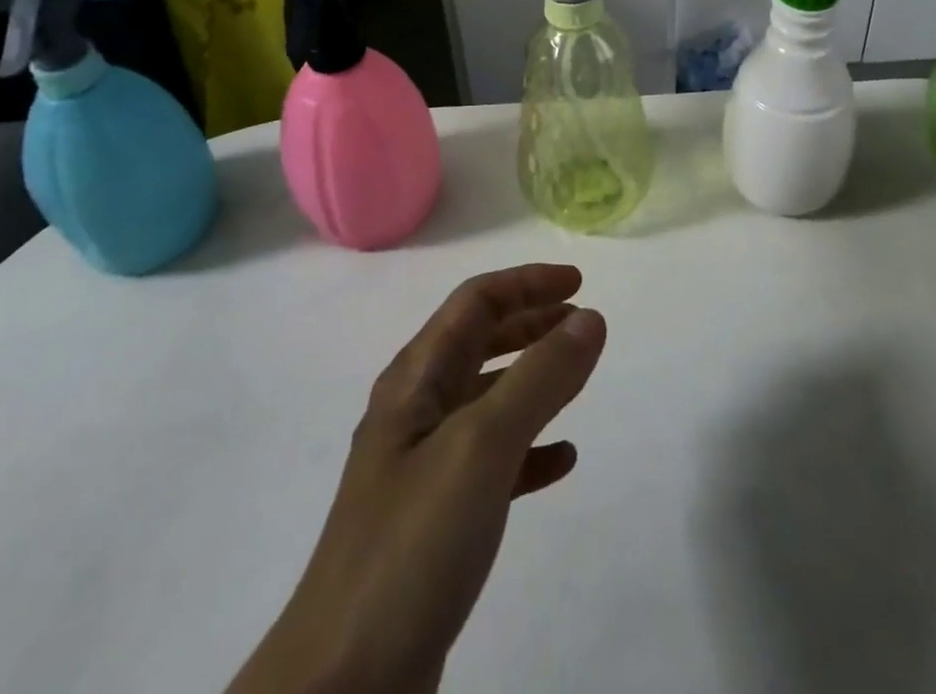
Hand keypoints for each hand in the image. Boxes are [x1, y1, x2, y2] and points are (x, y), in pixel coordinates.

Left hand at [232, 265, 606, 693]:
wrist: (344, 685)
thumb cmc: (413, 543)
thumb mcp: (482, 445)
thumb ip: (539, 377)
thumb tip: (590, 317)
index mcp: (415, 380)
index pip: (474, 303)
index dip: (526, 283)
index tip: (580, 282)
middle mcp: (416, 412)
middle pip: (480, 342)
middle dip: (531, 323)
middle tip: (583, 321)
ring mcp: (424, 468)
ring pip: (488, 398)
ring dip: (534, 378)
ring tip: (579, 375)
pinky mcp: (437, 520)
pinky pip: (494, 461)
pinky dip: (531, 447)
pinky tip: (563, 460)